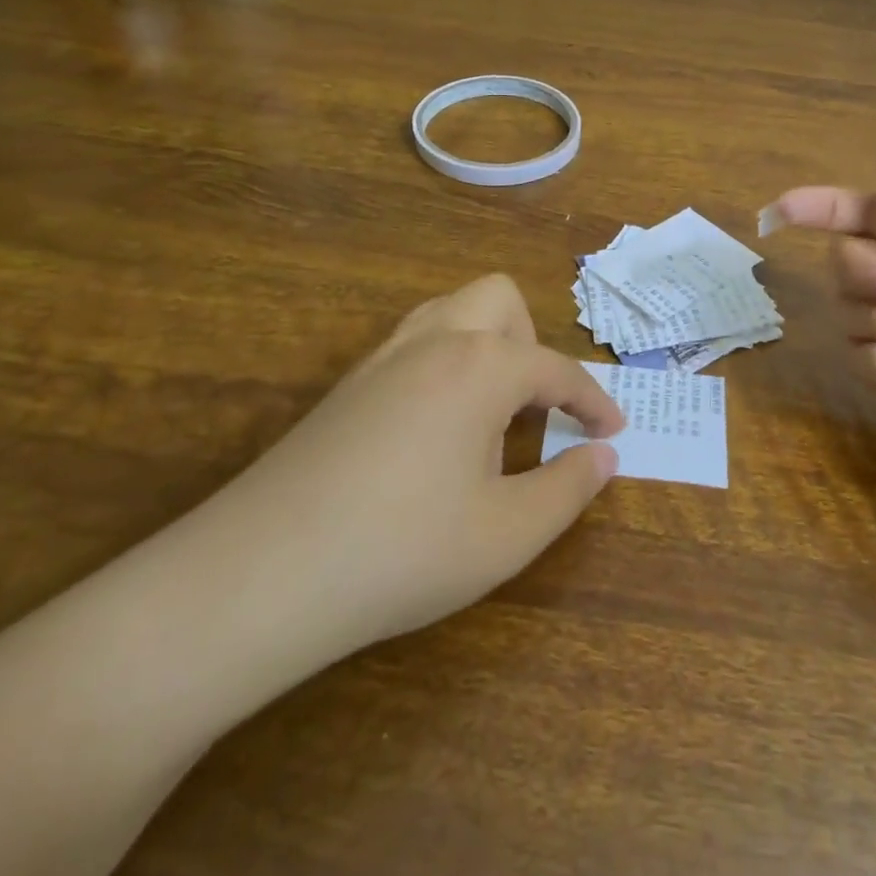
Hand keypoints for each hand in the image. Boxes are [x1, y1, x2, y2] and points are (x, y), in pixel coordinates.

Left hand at [164, 275, 622, 693]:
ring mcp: (382, 358)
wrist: (261, 574)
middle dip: (533, 345)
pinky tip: (436, 430)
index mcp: (482, 366)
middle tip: (537, 410)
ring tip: (492, 412)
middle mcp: (434, 341)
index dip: (593, 400)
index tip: (614, 430)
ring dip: (486, 344)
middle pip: (500, 301)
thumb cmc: (403, 551)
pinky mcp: (346, 385)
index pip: (557, 369)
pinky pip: (414, 344)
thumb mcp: (507, 534)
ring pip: (451, 312)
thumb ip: (568, 488)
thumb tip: (604, 456)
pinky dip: (446, 363)